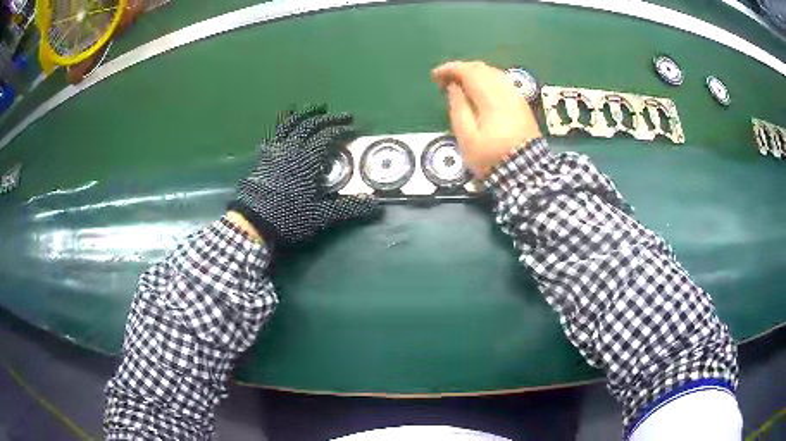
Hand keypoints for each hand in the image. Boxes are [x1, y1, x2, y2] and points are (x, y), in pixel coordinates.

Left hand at [230, 105, 380, 245]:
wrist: (254, 222)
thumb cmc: (289, 216)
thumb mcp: (321, 214)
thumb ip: (348, 208)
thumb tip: (375, 206)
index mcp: (307, 158)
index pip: (328, 136)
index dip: (343, 130)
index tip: (355, 128)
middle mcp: (291, 148)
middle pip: (310, 125)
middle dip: (329, 118)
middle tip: (344, 116)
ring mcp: (274, 152)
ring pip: (289, 125)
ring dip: (303, 114)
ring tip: (314, 108)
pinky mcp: (263, 159)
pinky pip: (272, 137)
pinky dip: (280, 130)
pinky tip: (282, 131)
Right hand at [432, 61, 541, 177]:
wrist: (526, 172)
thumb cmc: (492, 158)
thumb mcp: (467, 138)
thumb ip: (458, 108)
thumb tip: (453, 87)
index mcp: (491, 99)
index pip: (468, 71)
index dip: (449, 69)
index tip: (435, 76)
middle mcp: (505, 92)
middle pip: (481, 68)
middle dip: (460, 69)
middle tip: (445, 81)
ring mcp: (516, 97)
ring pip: (493, 73)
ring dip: (474, 74)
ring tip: (461, 86)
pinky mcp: (522, 104)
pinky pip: (502, 82)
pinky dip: (487, 80)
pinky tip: (480, 92)